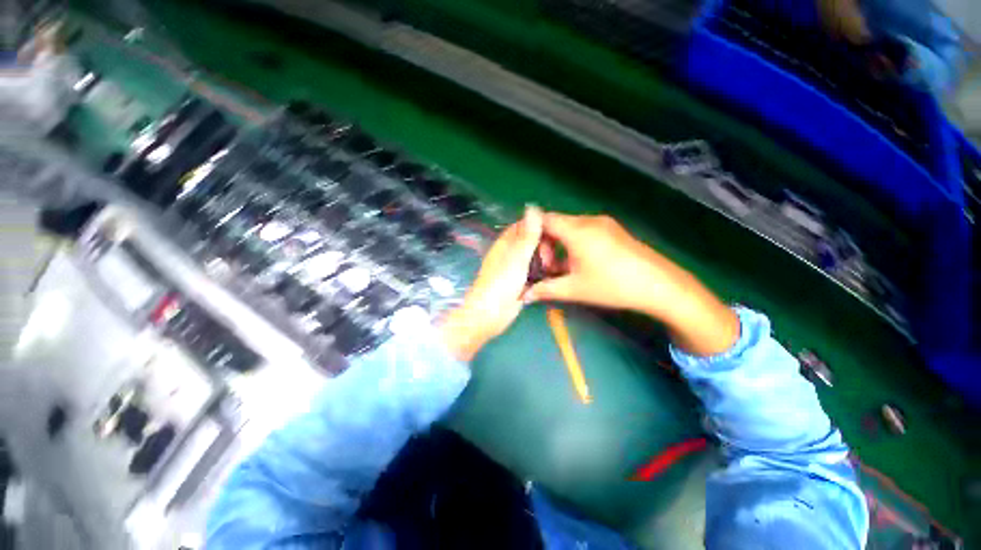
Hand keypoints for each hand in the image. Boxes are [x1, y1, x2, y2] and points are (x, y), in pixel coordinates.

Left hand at [440, 206, 543, 360]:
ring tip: (554, 270)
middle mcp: (509, 254)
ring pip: (532, 260)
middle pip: (529, 243)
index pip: (523, 227)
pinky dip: (541, 275)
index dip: (538, 228)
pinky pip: (532, 274)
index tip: (555, 236)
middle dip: (543, 248)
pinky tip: (550, 280)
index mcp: (505, 244)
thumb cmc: (501, 284)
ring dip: (543, 262)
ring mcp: (513, 270)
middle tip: (552, 260)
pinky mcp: (518, 284)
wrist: (489, 315)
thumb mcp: (517, 258)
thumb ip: (527, 235)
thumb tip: (533, 207)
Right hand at [526, 212, 739, 356]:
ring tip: (561, 268)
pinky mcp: (613, 230)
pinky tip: (578, 264)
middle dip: (545, 244)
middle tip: (546, 267)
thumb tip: (523, 296)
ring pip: (570, 228)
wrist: (661, 286)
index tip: (527, 251)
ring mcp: (603, 224)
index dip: (530, 232)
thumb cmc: (613, 285)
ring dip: (559, 245)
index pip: (543, 220)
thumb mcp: (574, 289)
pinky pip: (584, 231)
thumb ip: (545, 290)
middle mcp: (588, 221)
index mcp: (577, 231)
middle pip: (556, 223)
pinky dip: (573, 244)